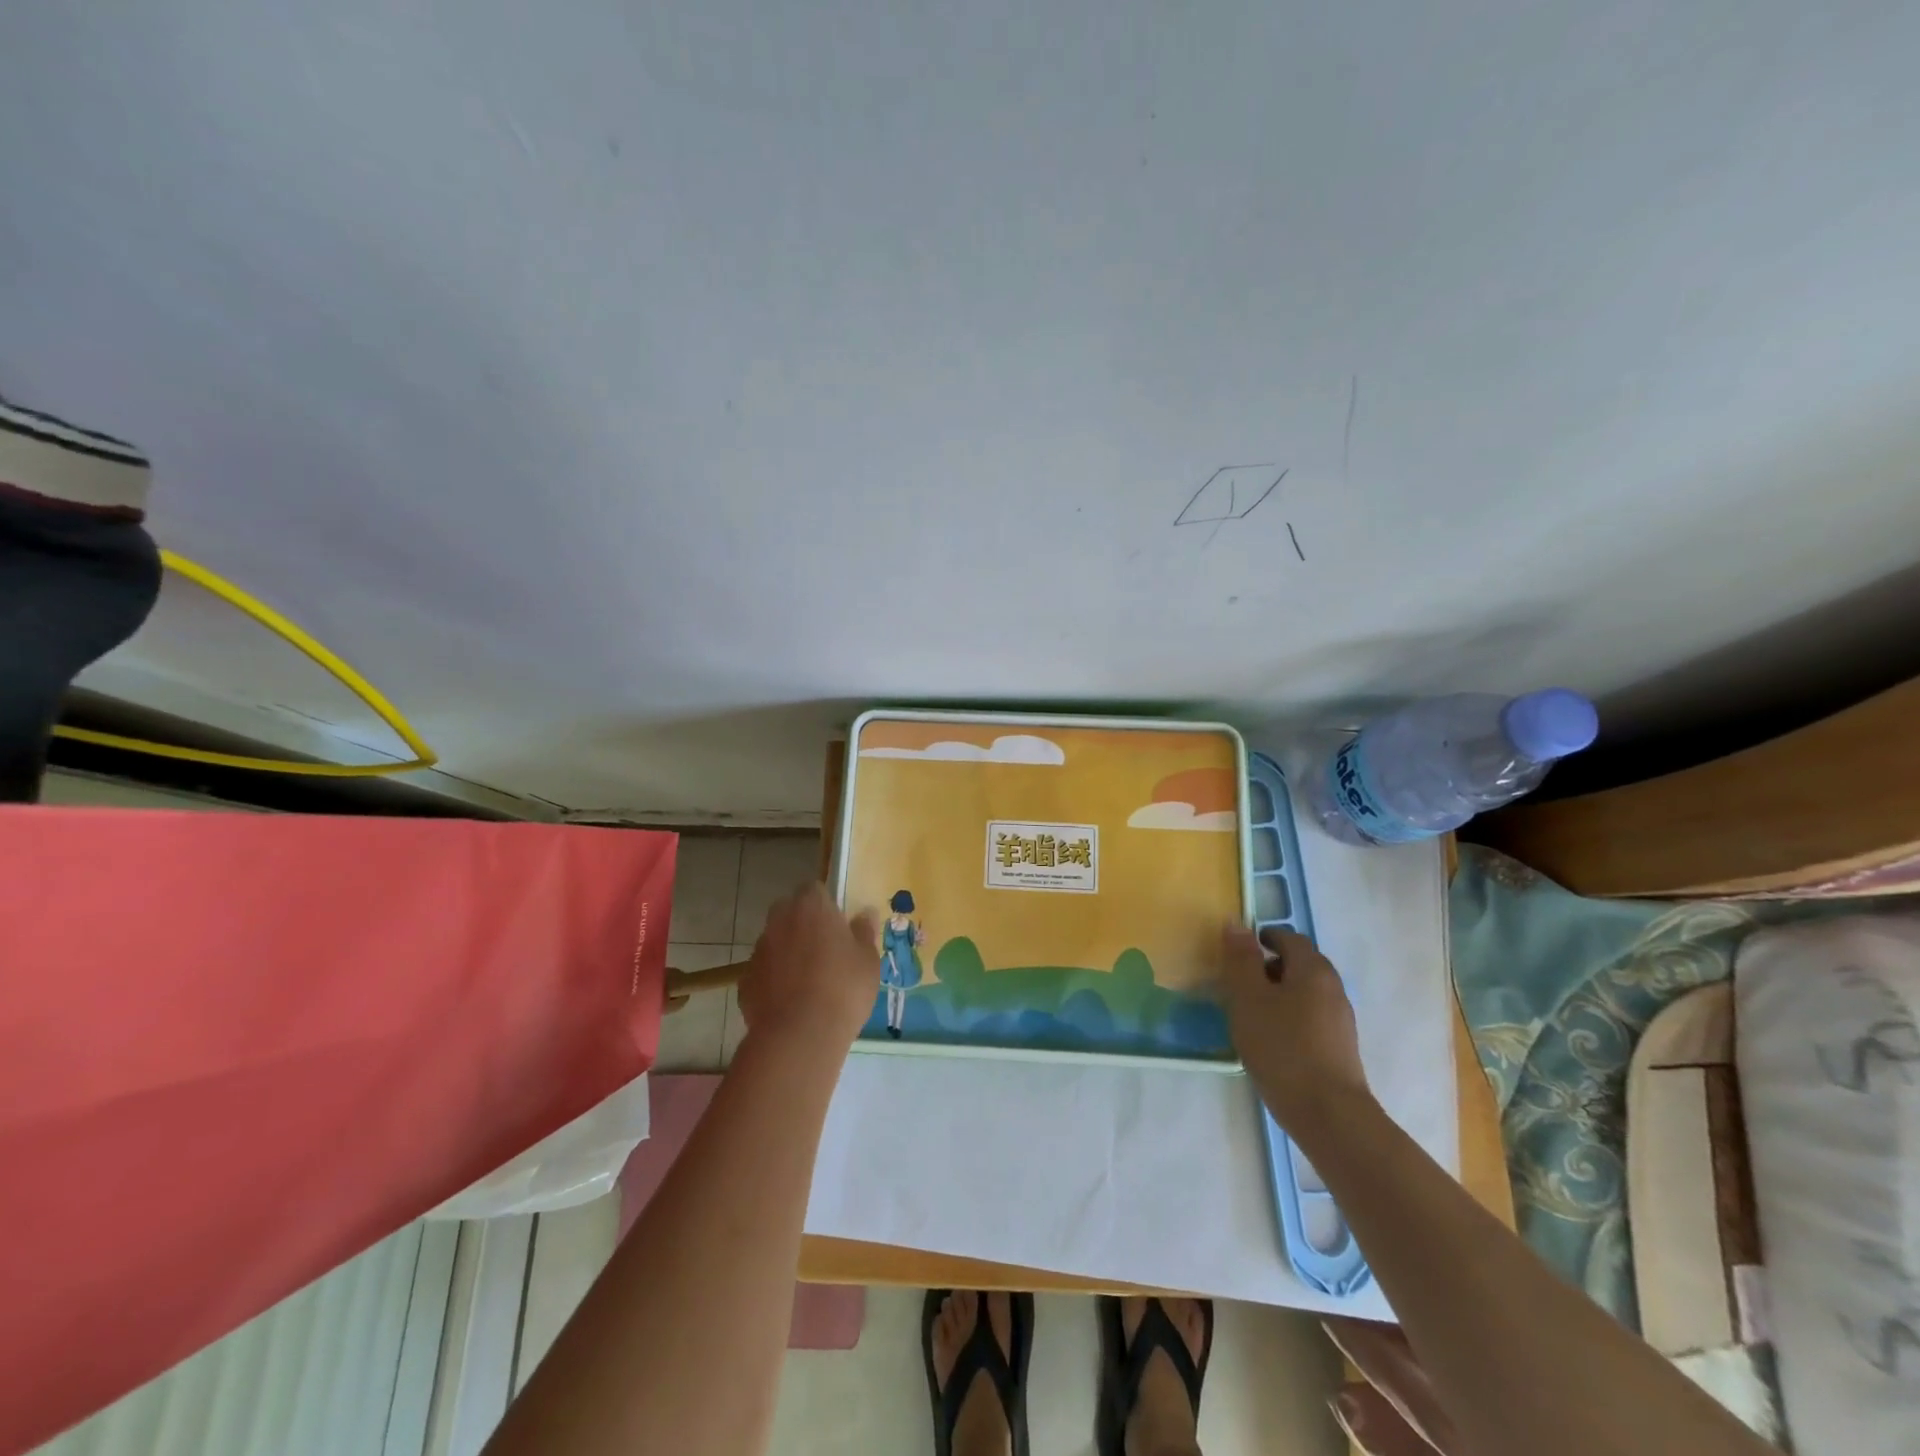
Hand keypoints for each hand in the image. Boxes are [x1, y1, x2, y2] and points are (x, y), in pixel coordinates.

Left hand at [738, 884, 880, 1053]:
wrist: (799, 1036)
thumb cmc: (843, 989)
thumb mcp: (868, 960)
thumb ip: (864, 932)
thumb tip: (864, 913)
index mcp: (811, 907)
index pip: (814, 889)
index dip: (826, 905)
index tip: (838, 925)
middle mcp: (779, 921)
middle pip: (789, 912)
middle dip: (803, 924)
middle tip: (825, 951)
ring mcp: (758, 951)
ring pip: (775, 942)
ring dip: (788, 952)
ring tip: (808, 982)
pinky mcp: (745, 981)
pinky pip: (763, 972)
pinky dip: (774, 980)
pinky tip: (790, 1002)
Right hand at [1221, 925, 1372, 1131]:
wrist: (1329, 1115)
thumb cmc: (1282, 1048)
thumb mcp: (1248, 998)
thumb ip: (1241, 959)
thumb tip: (1237, 924)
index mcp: (1313, 969)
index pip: (1288, 938)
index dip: (1262, 939)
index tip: (1237, 955)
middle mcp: (1333, 987)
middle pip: (1300, 963)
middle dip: (1269, 967)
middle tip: (1239, 984)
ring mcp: (1341, 1019)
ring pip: (1306, 992)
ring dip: (1279, 994)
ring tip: (1251, 1015)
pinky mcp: (1340, 1047)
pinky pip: (1311, 1017)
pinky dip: (1290, 1016)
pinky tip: (1272, 1040)